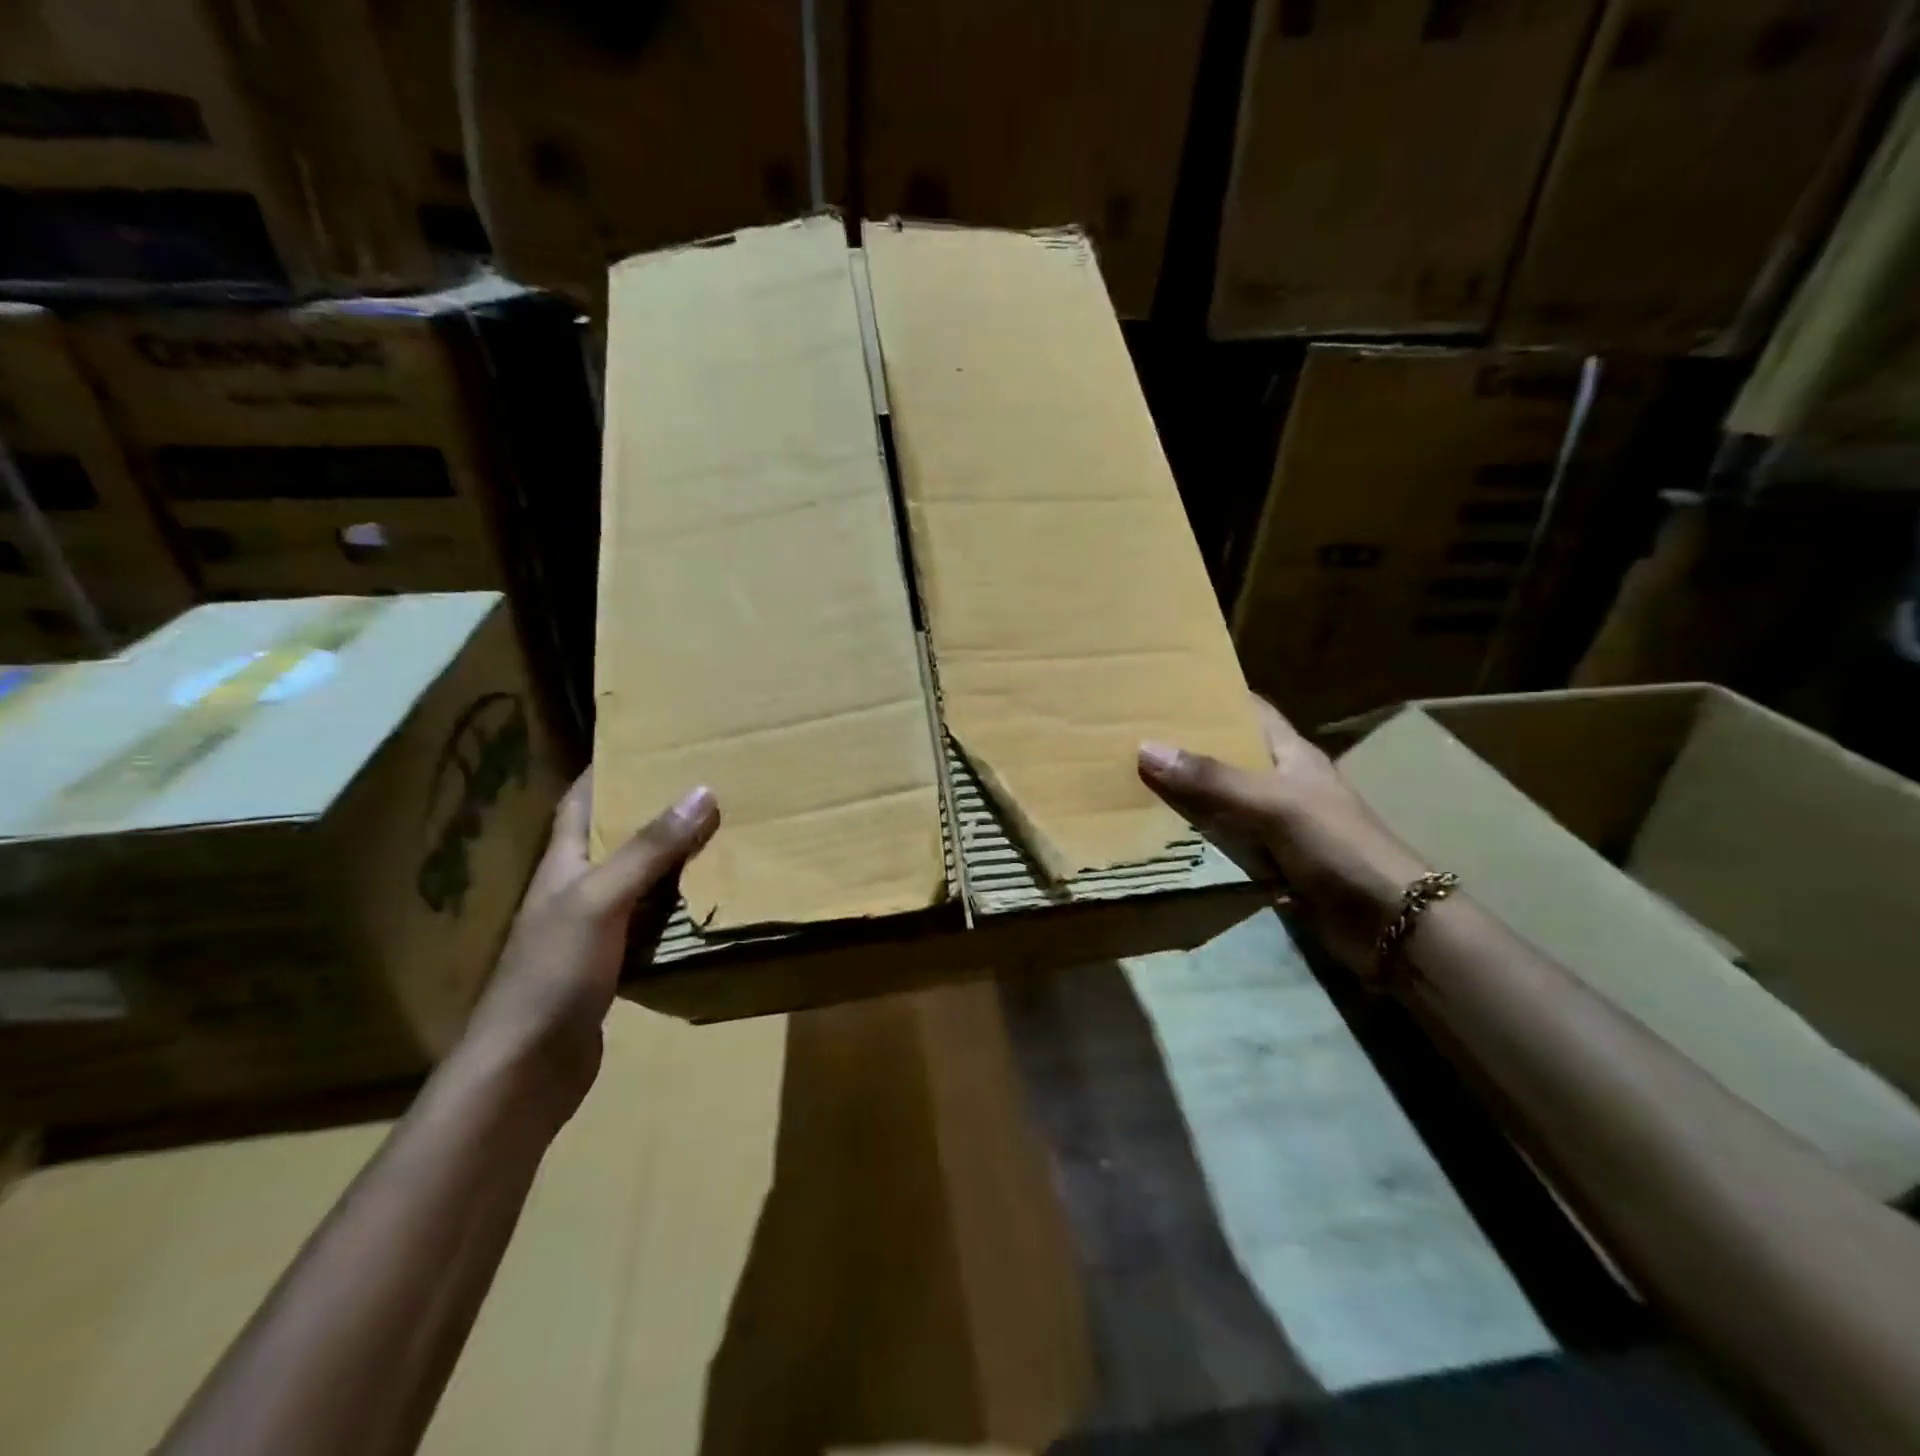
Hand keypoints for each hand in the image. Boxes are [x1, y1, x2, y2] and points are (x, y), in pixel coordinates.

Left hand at [458, 770, 718, 1120]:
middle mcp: (575, 888)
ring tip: (718, 832)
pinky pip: (650, 919)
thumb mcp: (601, 899)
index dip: (608, 768)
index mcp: (562, 863)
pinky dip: (677, 905)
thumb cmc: (553, 972)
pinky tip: (708, 900)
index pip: (581, 800)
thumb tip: (702, 791)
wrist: (527, 1068)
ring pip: (638, 878)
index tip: (649, 741)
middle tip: (704, 783)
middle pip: (615, 836)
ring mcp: (592, 928)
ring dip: (672, 857)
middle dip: (653, 808)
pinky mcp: (611, 963)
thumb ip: (650, 849)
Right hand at [1139, 697, 1426, 973]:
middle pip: (1227, 756)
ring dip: (1184, 797)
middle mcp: (1281, 783)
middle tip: (1131, 740)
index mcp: (1291, 754)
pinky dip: (1195, 839)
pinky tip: (1158, 836)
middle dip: (1185, 749)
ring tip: (1130, 783)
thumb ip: (1213, 779)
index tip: (1165, 691)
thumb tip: (1146, 748)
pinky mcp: (1270, 863)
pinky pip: (1223, 842)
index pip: (1250, 710)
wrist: (1387, 921)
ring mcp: (1276, 825)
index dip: (1213, 697)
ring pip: (1220, 802)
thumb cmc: (1337, 845)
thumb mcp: (1273, 803)